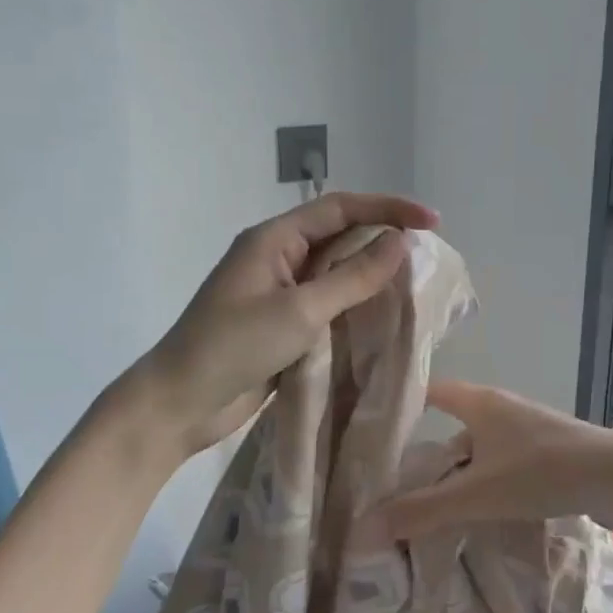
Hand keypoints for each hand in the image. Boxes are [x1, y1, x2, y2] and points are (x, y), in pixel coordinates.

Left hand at [129, 192, 438, 458]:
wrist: (180, 404)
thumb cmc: (235, 347)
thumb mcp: (300, 310)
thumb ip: (352, 277)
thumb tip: (400, 242)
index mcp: (274, 239)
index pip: (340, 208)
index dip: (387, 208)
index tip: (432, 222)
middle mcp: (278, 259)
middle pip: (339, 237)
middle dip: (383, 242)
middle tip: (428, 258)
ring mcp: (279, 294)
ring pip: (336, 274)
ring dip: (371, 278)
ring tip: (415, 287)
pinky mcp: (283, 327)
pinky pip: (328, 306)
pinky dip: (356, 309)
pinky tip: (384, 320)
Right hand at [364, 380, 612, 540]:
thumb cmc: (543, 472)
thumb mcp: (477, 494)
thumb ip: (424, 510)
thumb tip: (365, 527)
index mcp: (481, 403)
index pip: (432, 392)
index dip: (404, 406)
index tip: (375, 430)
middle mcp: (503, 409)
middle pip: (454, 426)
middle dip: (428, 454)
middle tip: (397, 486)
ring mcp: (529, 432)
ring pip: (481, 450)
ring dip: (460, 475)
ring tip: (434, 508)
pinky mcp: (550, 454)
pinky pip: (505, 465)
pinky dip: (487, 484)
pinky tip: (482, 513)